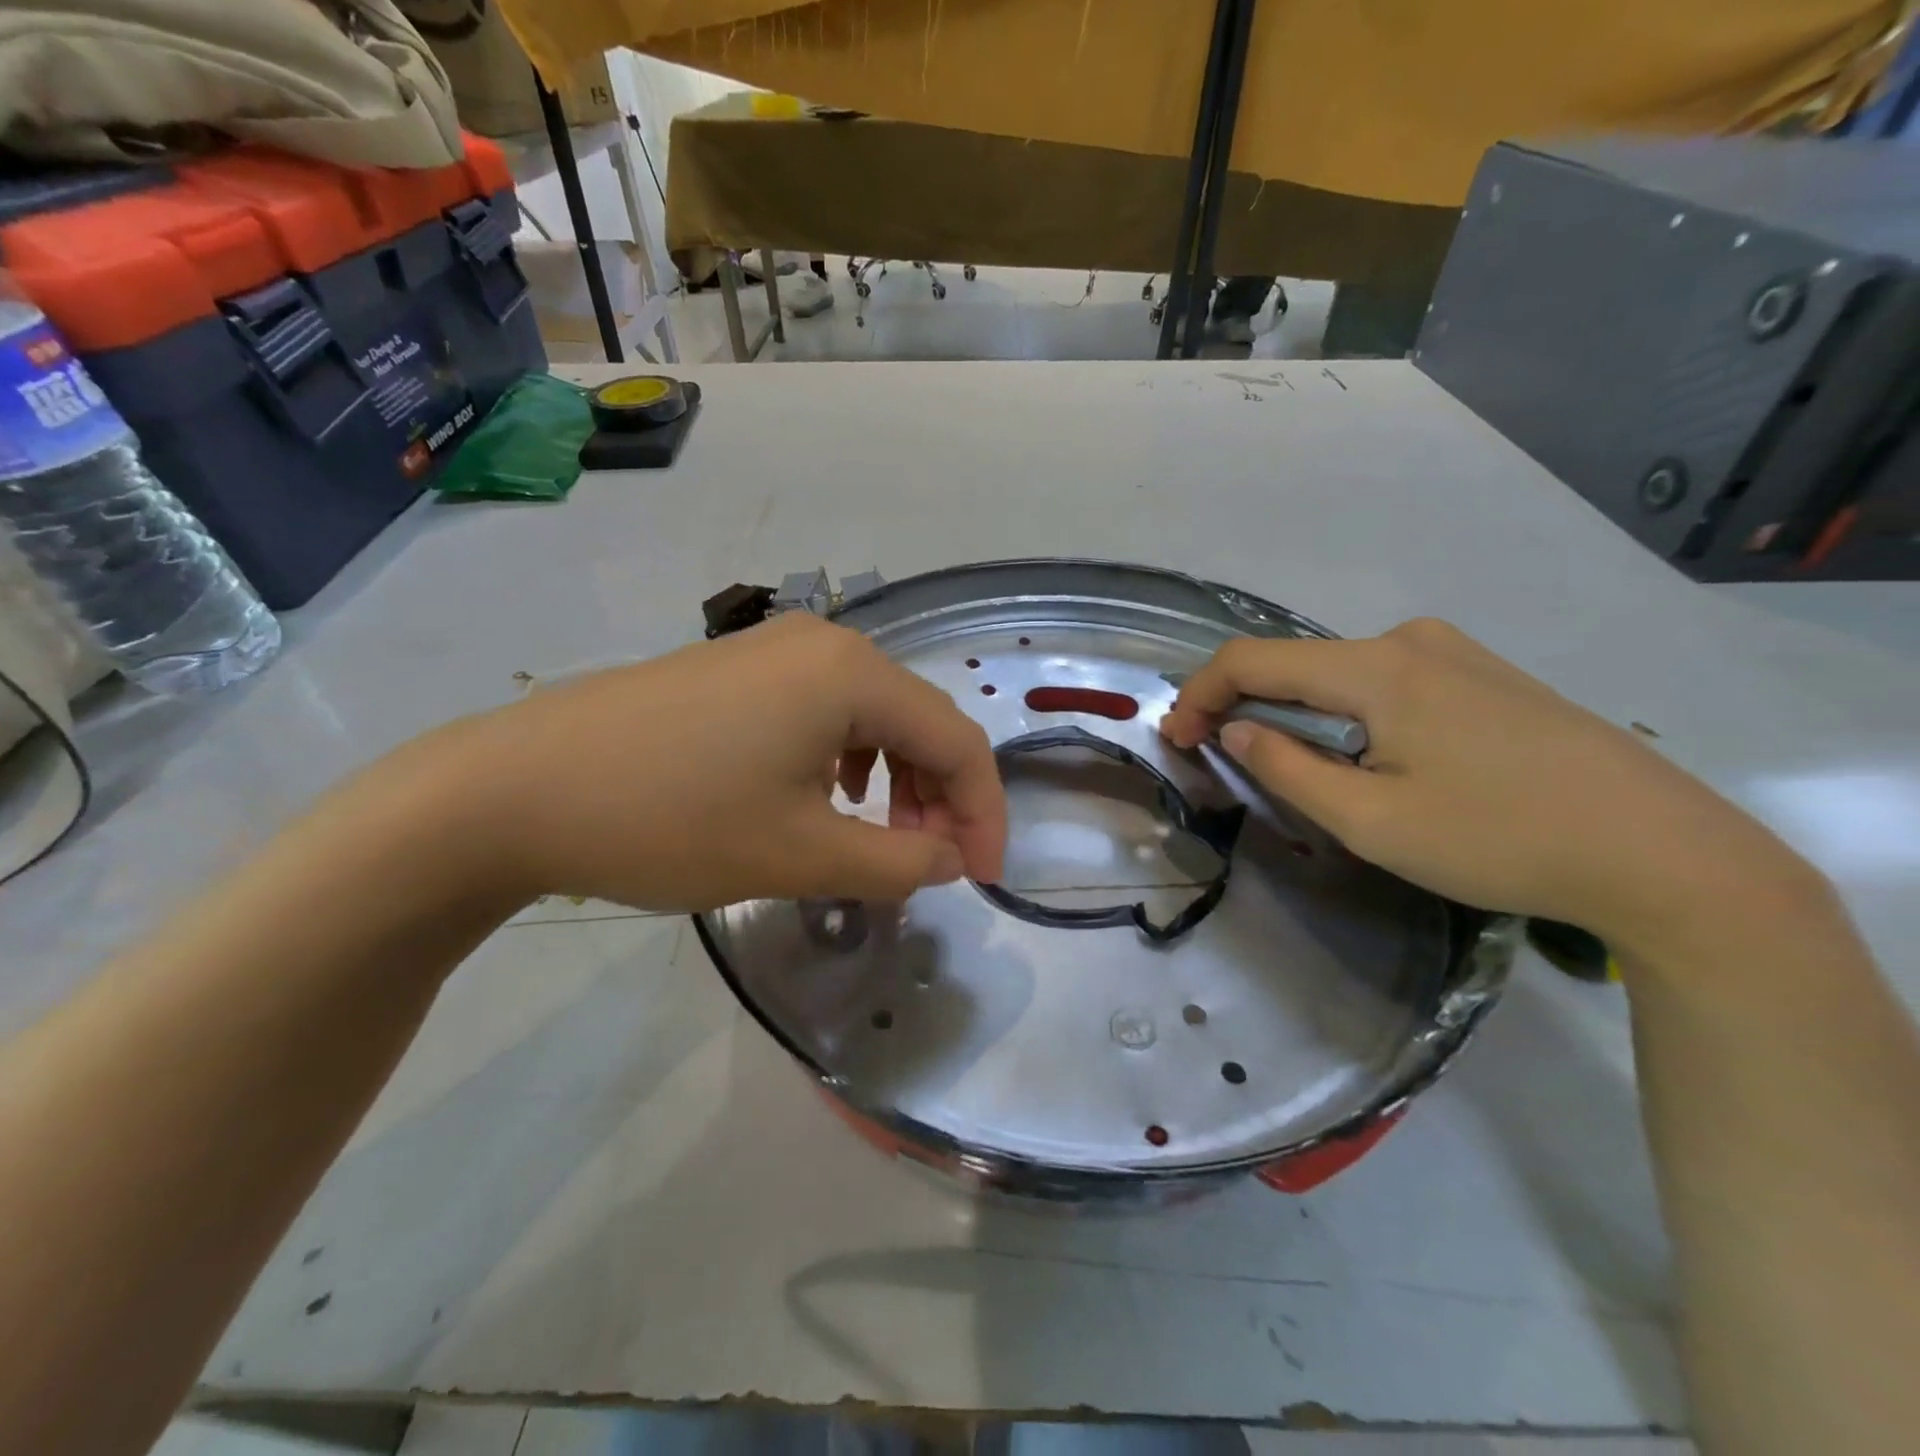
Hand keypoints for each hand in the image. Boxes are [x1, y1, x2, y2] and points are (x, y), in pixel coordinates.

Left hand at [422, 612, 1006, 910]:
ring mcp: (777, 649)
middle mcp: (826, 643)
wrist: (515, 788)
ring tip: (880, 837)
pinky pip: (826, 709)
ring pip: (873, 715)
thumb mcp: (799, 855)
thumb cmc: (670, 820)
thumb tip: (951, 859)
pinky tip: (827, 797)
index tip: (982, 880)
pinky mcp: (740, 668)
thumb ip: (898, 862)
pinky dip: (849, 758)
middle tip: (930, 864)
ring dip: (897, 778)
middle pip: (919, 720)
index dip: (983, 813)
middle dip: (940, 797)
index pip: (957, 740)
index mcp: (852, 674)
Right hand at [1160, 618, 1815, 951]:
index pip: (1252, 660)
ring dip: (1293, 709)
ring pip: (1339, 673)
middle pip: (1295, 662)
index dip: (1200, 694)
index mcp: (1378, 668)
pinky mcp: (1486, 676)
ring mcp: (1455, 653)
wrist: (1666, 854)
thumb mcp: (1371, 820)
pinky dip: (1342, 710)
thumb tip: (1235, 731)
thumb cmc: (1500, 839)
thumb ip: (1287, 768)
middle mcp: (1410, 640)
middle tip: (1214, 754)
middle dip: (1241, 703)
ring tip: (1281, 762)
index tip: (1174, 738)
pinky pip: (1384, 682)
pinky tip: (1358, 754)